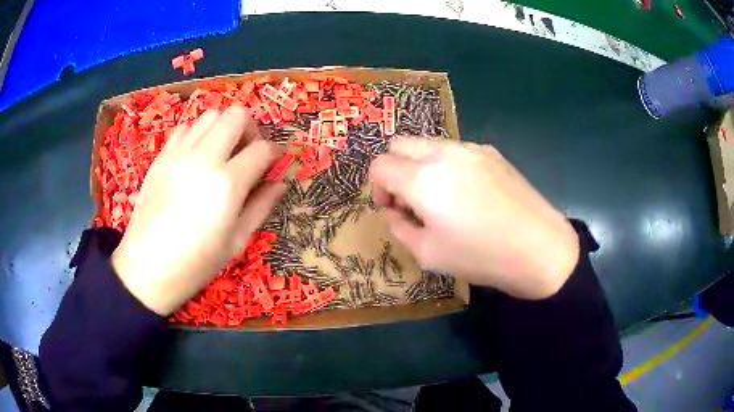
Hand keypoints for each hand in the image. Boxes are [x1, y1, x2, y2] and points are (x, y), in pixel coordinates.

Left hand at [112, 106, 284, 314]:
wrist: (146, 268)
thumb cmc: (195, 264)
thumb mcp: (236, 241)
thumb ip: (261, 206)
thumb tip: (280, 182)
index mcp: (227, 184)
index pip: (262, 148)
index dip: (275, 152)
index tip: (274, 163)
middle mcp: (204, 158)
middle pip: (237, 115)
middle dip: (251, 129)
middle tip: (248, 152)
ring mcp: (179, 153)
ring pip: (211, 115)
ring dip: (224, 128)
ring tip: (222, 153)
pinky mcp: (161, 156)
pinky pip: (186, 128)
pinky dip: (198, 135)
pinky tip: (197, 158)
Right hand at [369, 137, 578, 298]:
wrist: (539, 248)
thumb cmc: (481, 256)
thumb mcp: (428, 254)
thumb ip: (400, 228)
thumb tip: (395, 211)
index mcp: (422, 179)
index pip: (380, 166)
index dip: (377, 188)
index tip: (393, 209)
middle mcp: (443, 153)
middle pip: (399, 144)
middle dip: (395, 169)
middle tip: (411, 200)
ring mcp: (470, 148)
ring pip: (428, 144)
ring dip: (420, 165)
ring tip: (441, 197)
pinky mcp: (491, 152)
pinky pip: (455, 149)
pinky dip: (446, 164)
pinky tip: (468, 193)